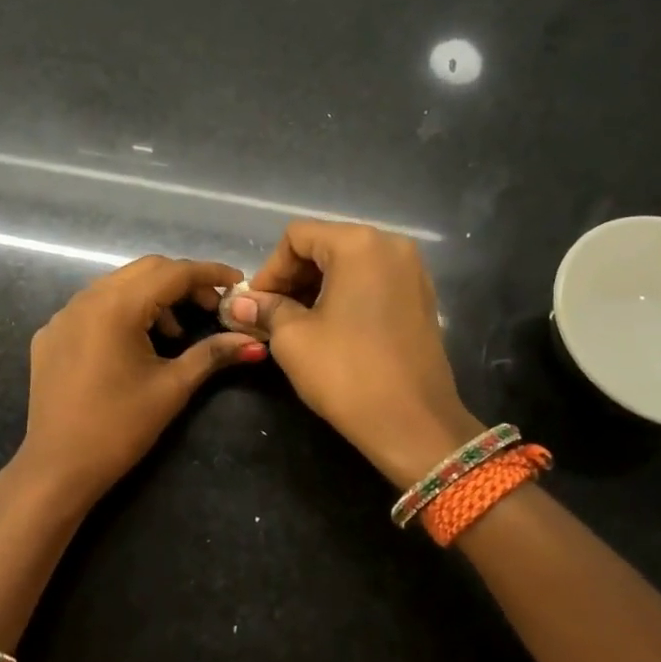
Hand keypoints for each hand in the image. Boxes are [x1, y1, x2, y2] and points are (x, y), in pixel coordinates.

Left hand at [15, 256, 267, 511]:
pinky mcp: (50, 335)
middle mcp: (85, 299)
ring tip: (176, 333)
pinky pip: (93, 307)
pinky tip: (135, 344)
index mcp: (115, 306)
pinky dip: (122, 312)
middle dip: (182, 282)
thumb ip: (212, 355)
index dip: (209, 273)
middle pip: (144, 270)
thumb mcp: (172, 388)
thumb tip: (254, 342)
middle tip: (212, 306)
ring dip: (152, 297)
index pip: (172, 272)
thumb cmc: (120, 427)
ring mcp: (62, 315)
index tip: (238, 281)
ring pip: (116, 286)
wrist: (58, 467)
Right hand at [227, 221, 479, 489]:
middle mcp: (391, 246)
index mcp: (359, 244)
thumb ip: (265, 310)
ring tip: (296, 325)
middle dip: (292, 278)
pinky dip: (345, 296)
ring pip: (349, 265)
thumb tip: (238, 303)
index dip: (269, 270)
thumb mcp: (293, 338)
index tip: (256, 306)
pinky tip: (330, 329)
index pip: (297, 237)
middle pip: (325, 246)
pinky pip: (372, 283)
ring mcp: (413, 271)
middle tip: (270, 316)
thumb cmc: (347, 373)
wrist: (413, 424)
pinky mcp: (421, 299)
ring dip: (317, 288)